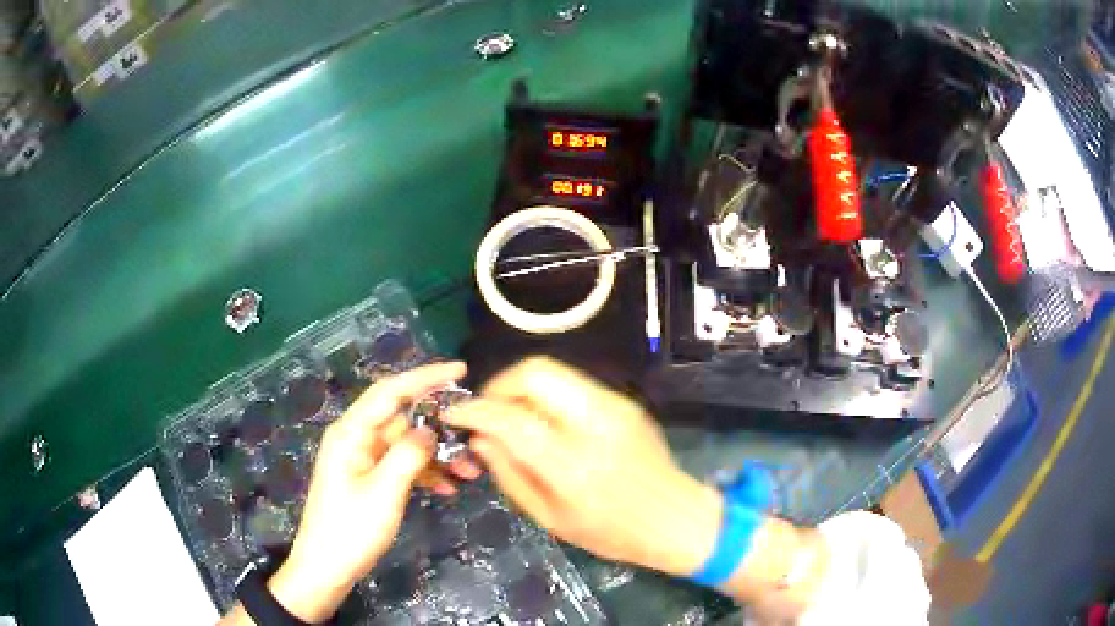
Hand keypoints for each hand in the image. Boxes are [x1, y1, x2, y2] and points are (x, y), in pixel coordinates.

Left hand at [268, 362, 477, 622]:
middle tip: (475, 436)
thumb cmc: (351, 529)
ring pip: (407, 445)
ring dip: (437, 455)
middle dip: (440, 427)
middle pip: (403, 418)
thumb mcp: (384, 492)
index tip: (461, 370)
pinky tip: (448, 489)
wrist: (327, 568)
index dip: (426, 377)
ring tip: (470, 472)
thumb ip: (409, 455)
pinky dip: (425, 473)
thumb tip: (431, 428)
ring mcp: (363, 459)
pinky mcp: (369, 478)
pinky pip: (402, 465)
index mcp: (352, 432)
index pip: (391, 391)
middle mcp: (357, 438)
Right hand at [444, 357, 722, 576]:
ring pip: (553, 370)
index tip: (453, 413)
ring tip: (510, 416)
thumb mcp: (551, 519)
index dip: (474, 410)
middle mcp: (595, 424)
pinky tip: (542, 420)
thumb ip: (510, 475)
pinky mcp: (624, 402)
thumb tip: (480, 438)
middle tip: (486, 411)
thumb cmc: (612, 533)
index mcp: (573, 465)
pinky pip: (572, 384)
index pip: (511, 419)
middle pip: (535, 372)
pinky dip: (546, 394)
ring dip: (521, 387)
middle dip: (499, 385)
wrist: (676, 519)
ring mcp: (615, 406)